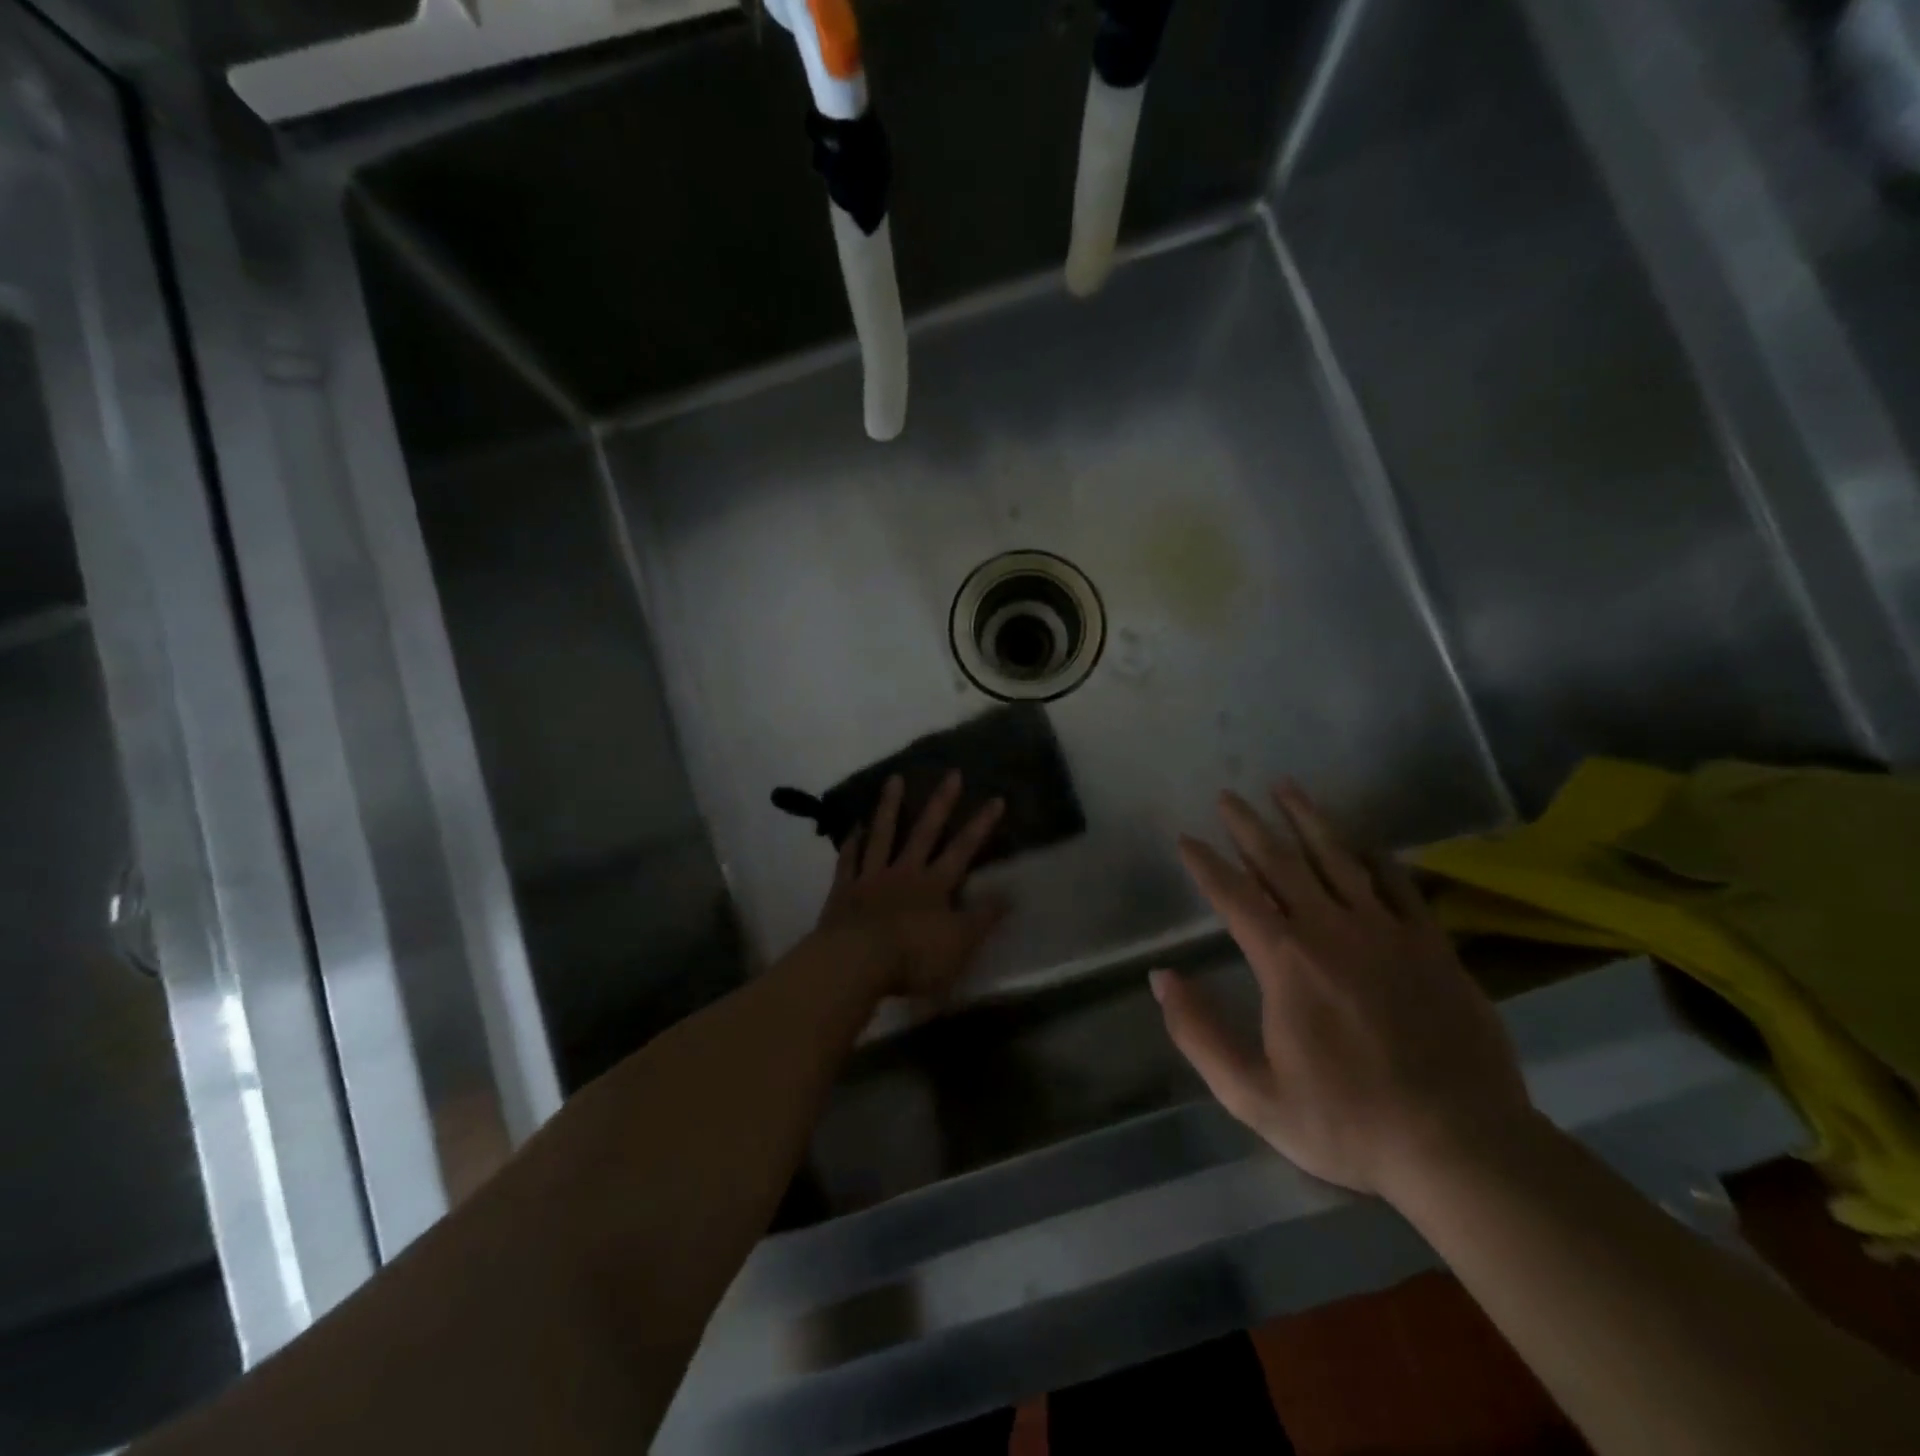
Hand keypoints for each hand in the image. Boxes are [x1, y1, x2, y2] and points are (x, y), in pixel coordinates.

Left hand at [816, 772, 1008, 998]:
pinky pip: (849, 860)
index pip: (963, 849)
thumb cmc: (913, 957)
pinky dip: (852, 842)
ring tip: (895, 778)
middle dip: (941, 803)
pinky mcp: (844, 891)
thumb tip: (1011, 893)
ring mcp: (871, 878)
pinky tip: (854, 826)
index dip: (981, 825)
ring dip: (889, 806)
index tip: (995, 798)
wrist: (855, 962)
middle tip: (952, 773)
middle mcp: (905, 873)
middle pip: (924, 832)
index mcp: (934, 885)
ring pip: (882, 835)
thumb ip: (983, 918)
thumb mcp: (960, 943)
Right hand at [1152, 781, 1535, 1200]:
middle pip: (1282, 862)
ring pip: (1338, 858)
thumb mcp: (1252, 1094)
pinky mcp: (1431, 944)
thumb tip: (1161, 978)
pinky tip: (1361, 841)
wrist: (1462, 1146)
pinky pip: (1397, 884)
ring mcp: (1386, 931)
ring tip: (1285, 787)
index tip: (1186, 839)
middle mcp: (1331, 929)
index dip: (1205, 864)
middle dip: (1249, 826)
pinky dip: (1375, 857)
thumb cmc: (1347, 1122)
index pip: (1233, 895)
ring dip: (1307, 820)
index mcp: (1285, 961)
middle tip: (1229, 795)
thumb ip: (1198, 1033)